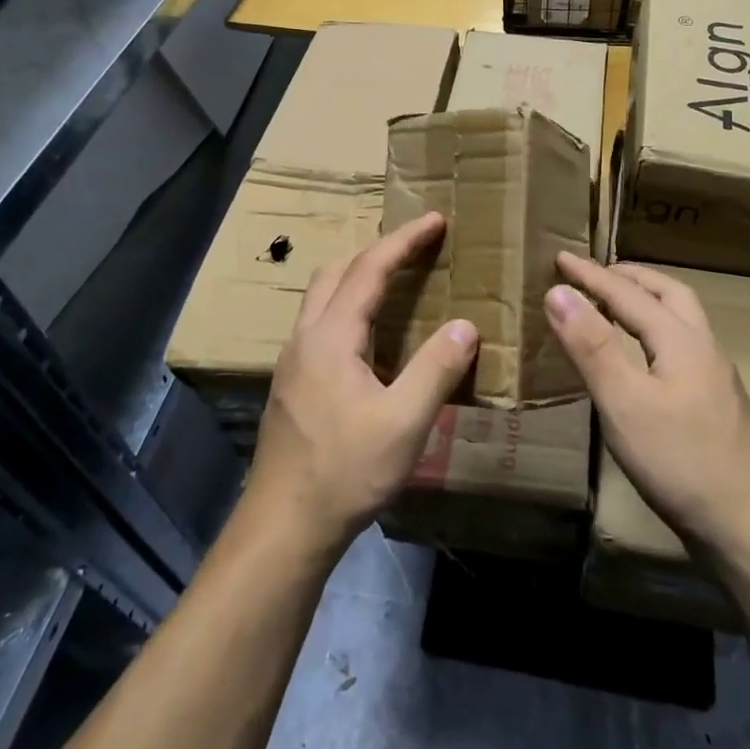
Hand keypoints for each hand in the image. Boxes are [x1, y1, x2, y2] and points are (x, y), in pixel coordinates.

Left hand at [247, 212, 478, 557]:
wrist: (284, 528)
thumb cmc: (345, 472)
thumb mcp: (404, 423)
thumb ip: (436, 369)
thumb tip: (466, 326)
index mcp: (330, 337)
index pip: (369, 270)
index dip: (404, 241)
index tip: (436, 220)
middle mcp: (305, 339)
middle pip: (336, 272)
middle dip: (376, 251)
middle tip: (416, 250)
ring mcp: (293, 363)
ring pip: (322, 298)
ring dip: (358, 278)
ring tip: (396, 283)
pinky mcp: (292, 386)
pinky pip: (321, 324)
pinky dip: (349, 308)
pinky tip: (370, 338)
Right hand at [545, 252, 749, 555]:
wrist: (749, 525)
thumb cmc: (679, 461)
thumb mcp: (623, 402)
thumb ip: (591, 345)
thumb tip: (559, 292)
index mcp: (679, 339)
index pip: (627, 293)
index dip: (590, 275)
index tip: (559, 257)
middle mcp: (703, 347)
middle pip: (668, 293)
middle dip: (629, 277)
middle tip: (595, 276)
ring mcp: (716, 376)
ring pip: (681, 318)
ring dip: (647, 301)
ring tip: (616, 308)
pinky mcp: (717, 403)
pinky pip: (683, 344)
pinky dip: (656, 330)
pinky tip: (644, 358)